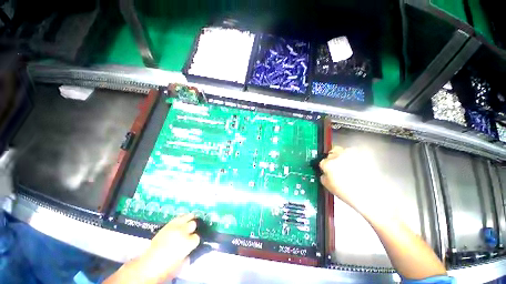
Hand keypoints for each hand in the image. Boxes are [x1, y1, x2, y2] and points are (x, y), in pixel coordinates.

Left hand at [139, 213, 199, 281]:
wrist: (147, 265)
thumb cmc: (165, 268)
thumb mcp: (181, 265)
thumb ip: (188, 256)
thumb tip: (190, 251)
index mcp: (187, 243)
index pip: (197, 237)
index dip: (195, 240)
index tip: (193, 243)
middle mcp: (182, 232)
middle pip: (193, 224)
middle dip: (193, 228)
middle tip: (192, 231)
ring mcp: (174, 227)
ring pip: (187, 217)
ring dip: (190, 219)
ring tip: (191, 220)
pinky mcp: (167, 225)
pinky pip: (178, 217)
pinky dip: (182, 217)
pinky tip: (183, 220)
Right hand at [319, 146, 397, 221]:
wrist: (372, 196)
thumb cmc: (349, 194)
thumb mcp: (329, 187)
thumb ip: (324, 177)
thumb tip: (325, 173)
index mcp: (328, 164)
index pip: (323, 161)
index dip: (326, 167)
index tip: (329, 170)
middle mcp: (339, 156)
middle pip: (333, 151)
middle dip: (334, 157)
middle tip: (338, 166)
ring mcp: (352, 154)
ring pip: (345, 151)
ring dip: (345, 156)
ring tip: (351, 167)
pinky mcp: (364, 154)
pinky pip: (357, 153)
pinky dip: (357, 157)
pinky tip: (360, 167)